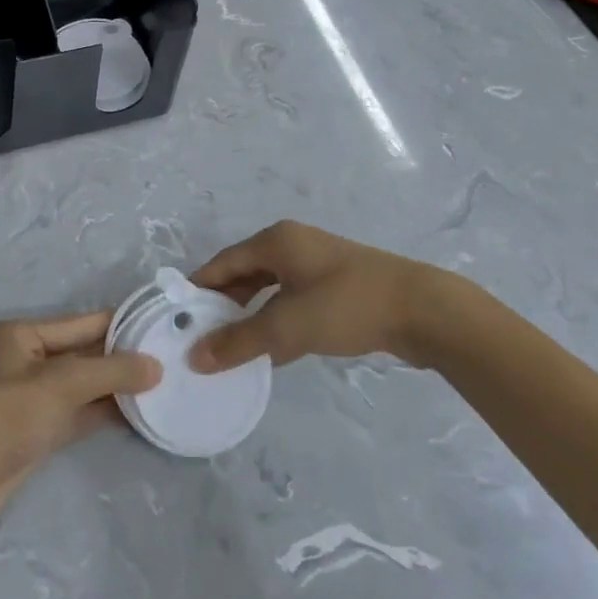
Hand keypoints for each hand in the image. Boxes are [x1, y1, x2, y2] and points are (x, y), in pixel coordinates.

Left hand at [0, 311, 160, 520]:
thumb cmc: (10, 412)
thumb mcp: (64, 383)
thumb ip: (112, 371)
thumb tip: (156, 367)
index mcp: (22, 334)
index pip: (80, 323)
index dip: (119, 325)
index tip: (157, 325)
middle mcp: (25, 360)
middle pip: (82, 354)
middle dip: (120, 358)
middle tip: (166, 358)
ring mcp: (31, 397)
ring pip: (82, 386)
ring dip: (115, 388)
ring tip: (160, 385)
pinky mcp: (36, 430)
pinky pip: (77, 413)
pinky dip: (103, 412)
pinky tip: (136, 413)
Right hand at [187, 221, 445, 372]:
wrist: (421, 309)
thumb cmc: (346, 305)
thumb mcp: (287, 325)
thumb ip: (239, 341)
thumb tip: (195, 357)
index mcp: (275, 241)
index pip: (222, 262)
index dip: (198, 288)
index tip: (176, 317)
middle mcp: (292, 245)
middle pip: (244, 273)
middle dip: (222, 304)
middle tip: (199, 336)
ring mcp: (316, 265)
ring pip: (269, 289)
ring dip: (250, 316)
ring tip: (228, 346)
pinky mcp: (336, 287)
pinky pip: (292, 301)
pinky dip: (277, 322)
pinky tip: (270, 351)